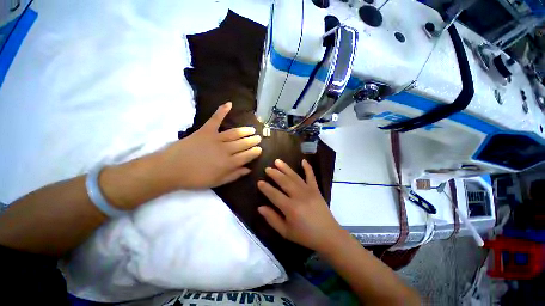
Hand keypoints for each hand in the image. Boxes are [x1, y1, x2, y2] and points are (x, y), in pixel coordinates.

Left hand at [159, 102, 261, 188]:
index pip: (247, 156)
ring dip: (245, 131)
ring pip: (235, 133)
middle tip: (258, 138)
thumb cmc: (195, 178)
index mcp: (229, 163)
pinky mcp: (206, 130)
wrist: (171, 169)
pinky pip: (216, 119)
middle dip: (252, 141)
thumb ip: (234, 175)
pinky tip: (229, 104)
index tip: (260, 149)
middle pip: (243, 144)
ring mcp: (216, 138)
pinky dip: (222, 110)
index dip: (255, 152)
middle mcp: (226, 149)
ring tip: (252, 129)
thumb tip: (248, 169)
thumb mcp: (217, 182)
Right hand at [257, 159, 345, 253]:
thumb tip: (260, 207)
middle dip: (274, 174)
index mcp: (290, 208)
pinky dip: (308, 168)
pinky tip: (303, 160)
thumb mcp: (286, 232)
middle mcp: (298, 196)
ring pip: (294, 176)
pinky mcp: (316, 190)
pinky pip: (311, 176)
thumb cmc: (305, 236)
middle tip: (267, 168)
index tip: (259, 182)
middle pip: (284, 181)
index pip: (274, 194)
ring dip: (285, 168)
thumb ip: (272, 219)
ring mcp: (308, 191)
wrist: (328, 236)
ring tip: (278, 161)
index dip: (265, 188)